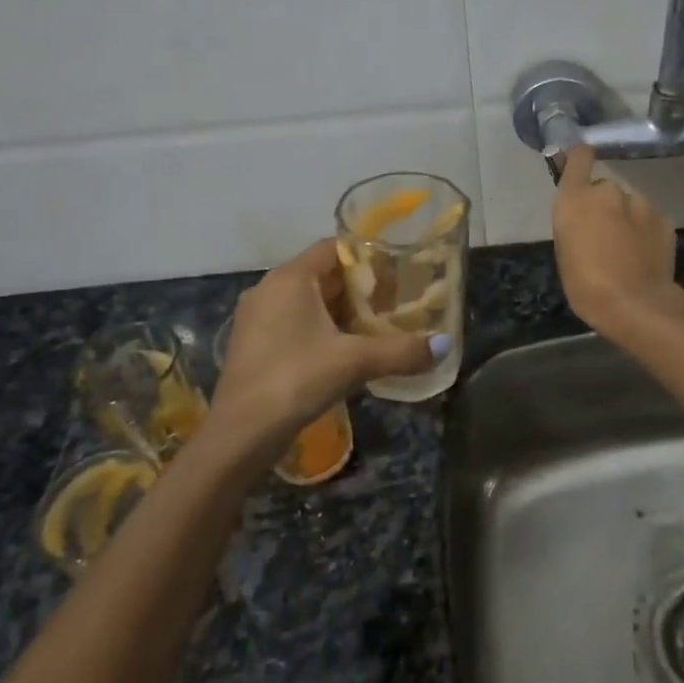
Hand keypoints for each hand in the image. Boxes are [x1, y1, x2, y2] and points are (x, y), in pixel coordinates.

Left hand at [211, 240, 439, 453]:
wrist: (239, 434)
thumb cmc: (295, 379)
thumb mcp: (355, 362)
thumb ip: (401, 350)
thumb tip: (444, 346)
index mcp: (290, 278)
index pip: (333, 248)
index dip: (367, 257)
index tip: (398, 273)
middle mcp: (269, 289)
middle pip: (323, 275)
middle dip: (359, 288)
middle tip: (395, 303)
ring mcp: (257, 318)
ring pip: (308, 302)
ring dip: (341, 312)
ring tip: (377, 328)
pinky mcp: (254, 345)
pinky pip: (295, 323)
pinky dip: (322, 330)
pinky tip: (346, 353)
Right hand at [552, 147, 683, 335]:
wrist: (635, 305)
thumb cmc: (586, 285)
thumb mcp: (566, 251)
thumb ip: (574, 223)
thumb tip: (585, 216)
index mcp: (577, 198)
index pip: (579, 157)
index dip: (579, 158)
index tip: (579, 165)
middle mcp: (608, 191)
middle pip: (604, 188)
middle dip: (603, 205)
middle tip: (602, 235)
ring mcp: (641, 203)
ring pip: (629, 204)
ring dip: (626, 218)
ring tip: (625, 250)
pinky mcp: (664, 219)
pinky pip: (648, 219)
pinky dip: (645, 230)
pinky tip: (644, 255)